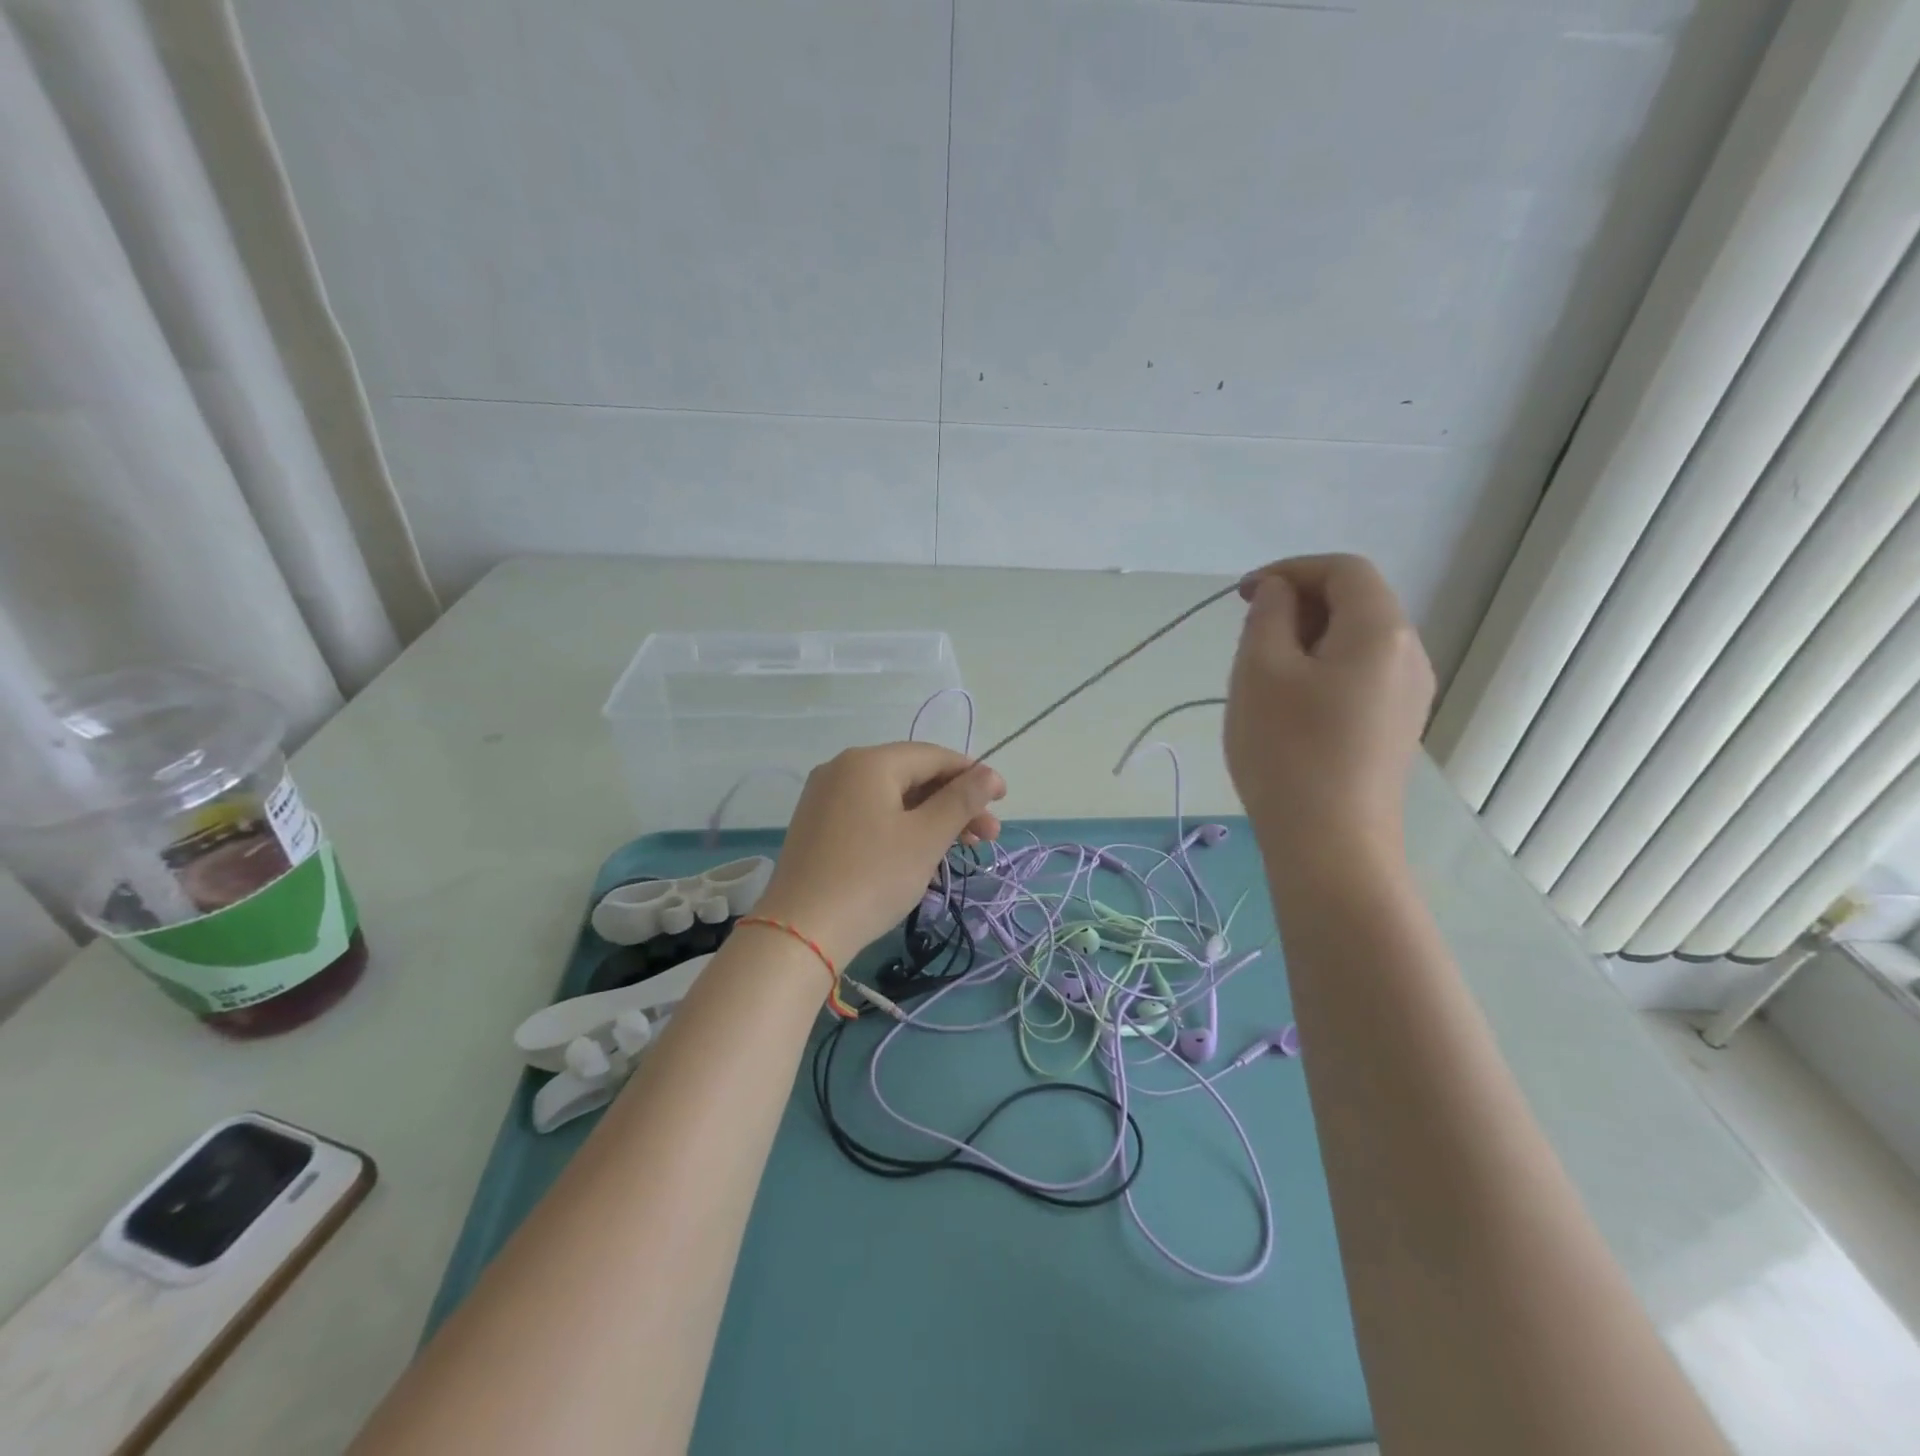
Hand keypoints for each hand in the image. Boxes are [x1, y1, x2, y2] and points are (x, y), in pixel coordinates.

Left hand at [753, 743, 1005, 965]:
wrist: (800, 931)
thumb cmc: (872, 877)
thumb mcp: (926, 838)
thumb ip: (961, 800)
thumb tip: (990, 773)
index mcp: (869, 762)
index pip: (933, 756)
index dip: (972, 774)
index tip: (1002, 800)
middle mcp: (842, 768)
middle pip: (912, 775)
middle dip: (954, 802)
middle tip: (988, 836)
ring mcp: (825, 797)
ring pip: (892, 797)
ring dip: (931, 817)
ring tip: (961, 848)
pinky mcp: (817, 825)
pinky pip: (870, 813)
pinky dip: (901, 826)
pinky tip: (920, 852)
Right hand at [1224, 554, 1433, 861]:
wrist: (1331, 845)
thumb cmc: (1288, 751)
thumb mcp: (1260, 671)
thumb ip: (1269, 616)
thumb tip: (1280, 593)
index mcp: (1381, 630)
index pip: (1344, 570)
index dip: (1291, 570)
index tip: (1244, 596)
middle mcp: (1409, 655)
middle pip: (1355, 603)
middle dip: (1298, 606)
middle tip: (1249, 639)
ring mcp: (1409, 695)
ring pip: (1355, 642)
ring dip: (1306, 640)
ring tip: (1262, 676)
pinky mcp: (1396, 728)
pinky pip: (1359, 676)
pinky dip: (1322, 671)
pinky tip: (1289, 708)